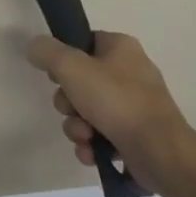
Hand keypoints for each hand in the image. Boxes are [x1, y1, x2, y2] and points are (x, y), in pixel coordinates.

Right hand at [24, 31, 195, 196]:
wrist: (161, 154)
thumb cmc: (117, 102)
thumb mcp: (71, 67)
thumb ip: (46, 51)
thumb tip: (35, 47)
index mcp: (121, 49)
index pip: (83, 42)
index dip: (63, 59)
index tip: (57, 75)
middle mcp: (130, 73)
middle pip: (79, 80)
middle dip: (68, 102)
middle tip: (71, 109)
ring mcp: (134, 105)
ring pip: (86, 110)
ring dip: (76, 126)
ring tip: (85, 137)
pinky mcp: (135, 134)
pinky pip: (100, 133)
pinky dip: (92, 143)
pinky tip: (92, 152)